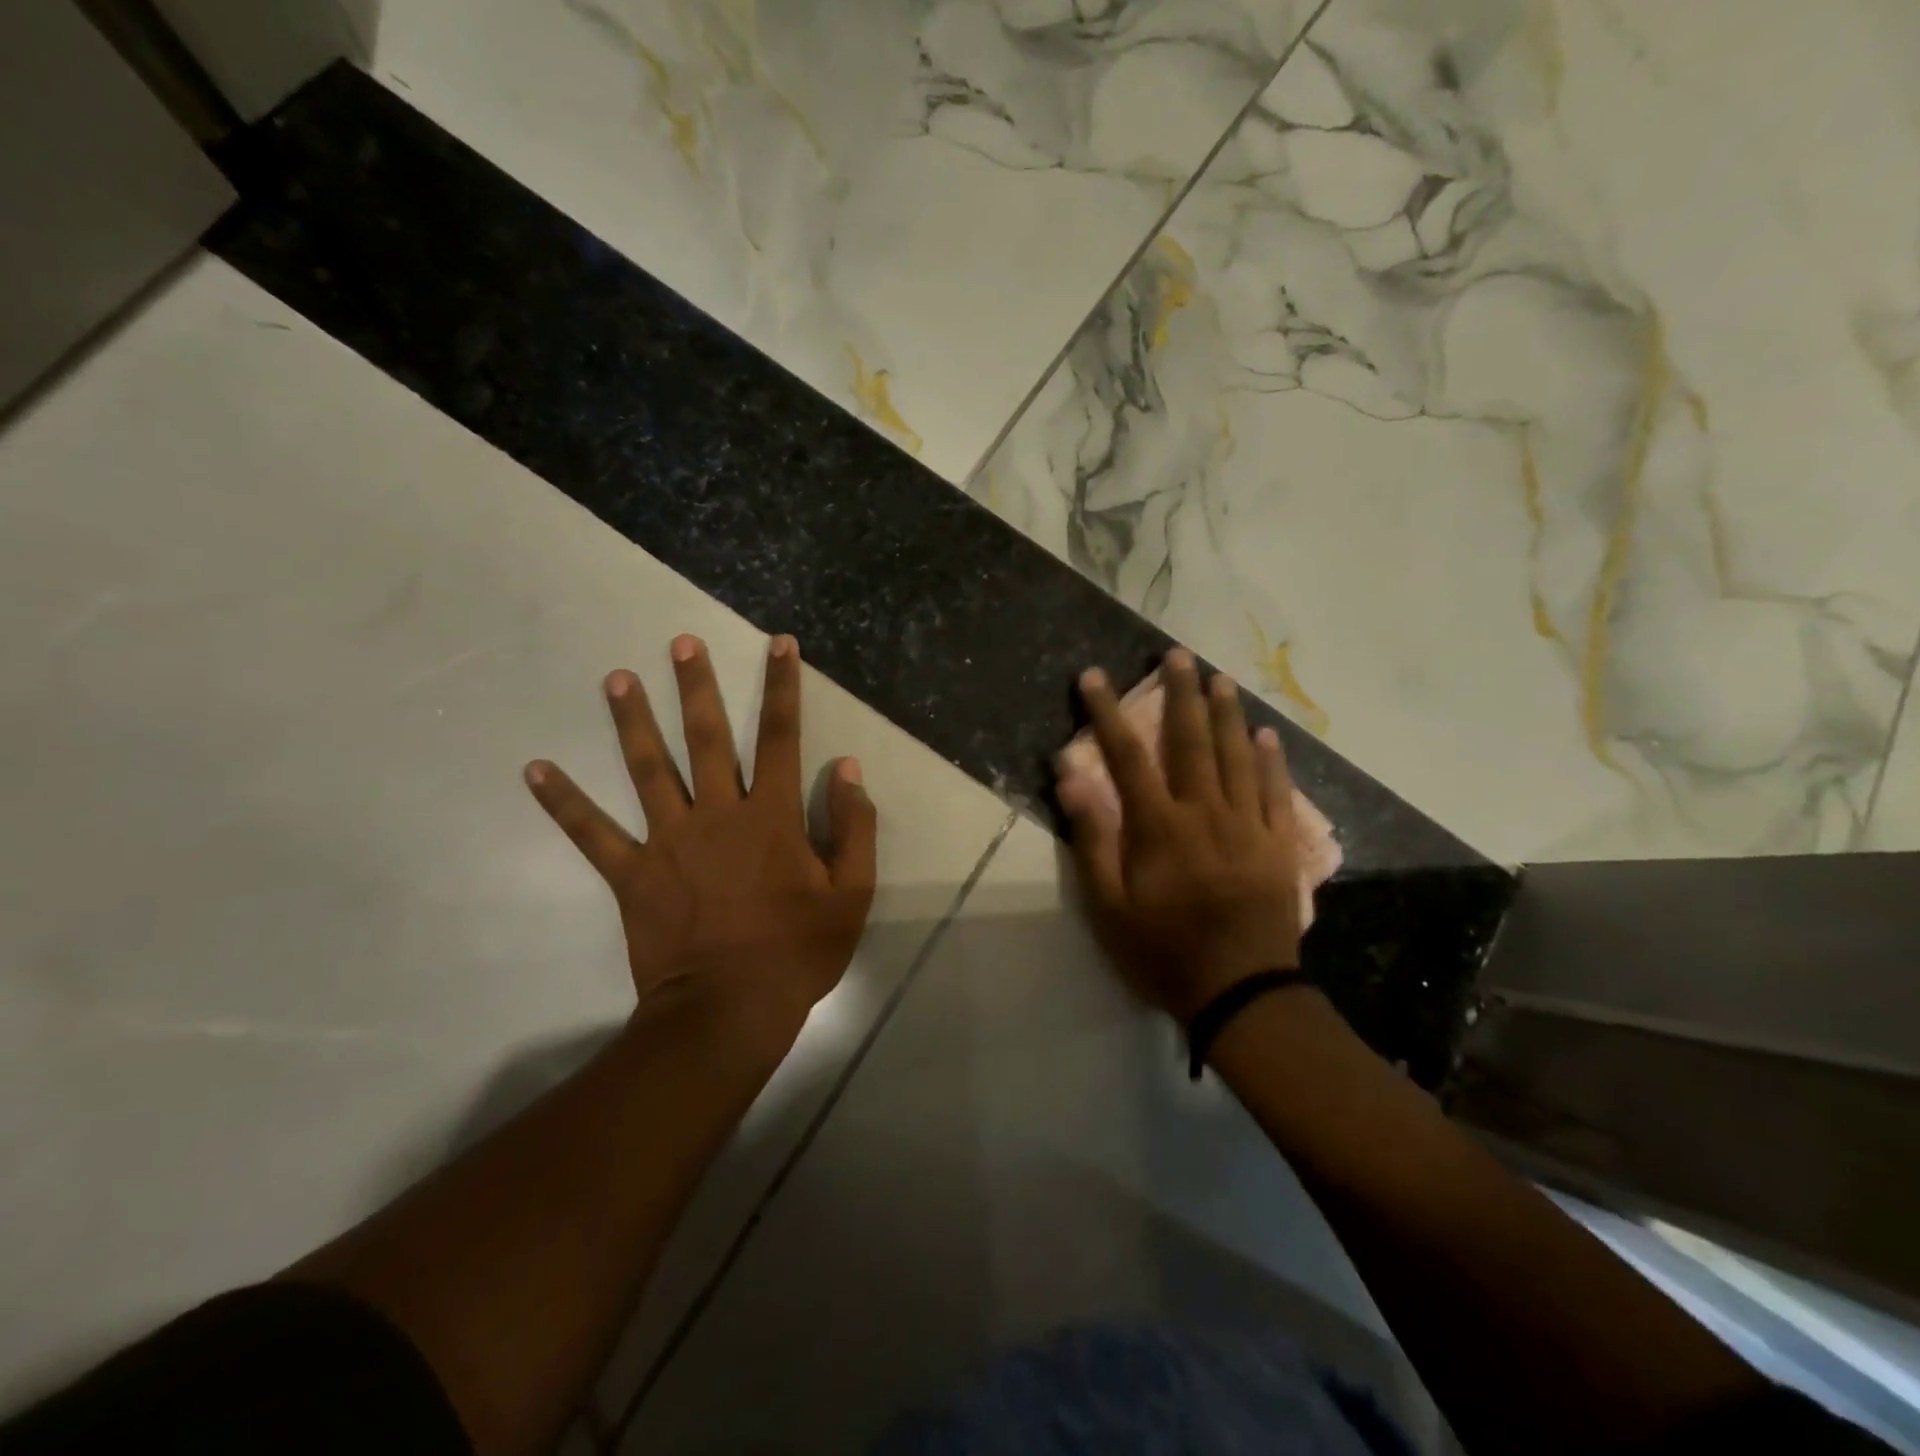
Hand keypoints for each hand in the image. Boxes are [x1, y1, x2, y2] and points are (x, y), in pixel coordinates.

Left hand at [524, 634, 876, 1050]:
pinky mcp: (632, 873)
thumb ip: (854, 827)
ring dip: (633, 721)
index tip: (779, 645)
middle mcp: (719, 813)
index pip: (782, 736)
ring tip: (616, 678)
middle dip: (698, 686)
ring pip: (649, 769)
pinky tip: (535, 769)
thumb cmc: (797, 951)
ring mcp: (670, 840)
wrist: (729, 1010)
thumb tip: (847, 769)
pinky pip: (593, 833)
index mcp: (773, 816)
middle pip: (708, 737)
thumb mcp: (851, 893)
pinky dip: (564, 802)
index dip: (783, 687)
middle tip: (682, 642)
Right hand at [1057, 649, 1306, 1022]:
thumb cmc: (1163, 952)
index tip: (1093, 677)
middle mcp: (1205, 812)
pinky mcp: (1278, 845)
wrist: (1241, 993)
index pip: (1127, 755)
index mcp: (1158, 826)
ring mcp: (1247, 825)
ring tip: (1220, 679)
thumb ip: (1091, 839)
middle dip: (1181, 694)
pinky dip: (1272, 760)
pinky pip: (1276, 791)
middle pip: (1191, 741)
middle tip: (1177, 655)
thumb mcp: (1108, 907)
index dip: (1107, 712)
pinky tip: (1267, 735)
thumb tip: (1070, 777)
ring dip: (1227, 714)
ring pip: (1237, 756)